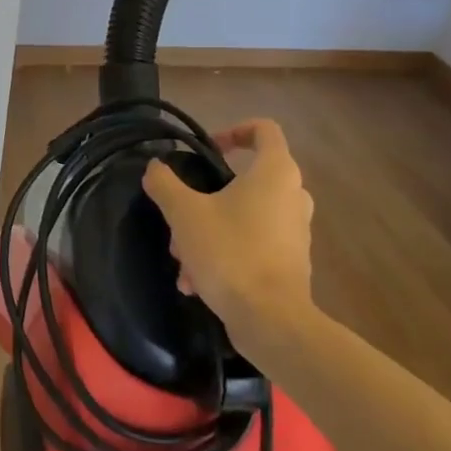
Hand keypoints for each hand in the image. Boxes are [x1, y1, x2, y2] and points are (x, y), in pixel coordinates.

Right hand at [142, 118, 315, 336]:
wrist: (271, 321)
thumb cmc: (230, 253)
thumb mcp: (184, 213)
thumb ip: (165, 183)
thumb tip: (155, 167)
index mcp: (275, 173)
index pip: (263, 129)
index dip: (233, 130)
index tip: (206, 149)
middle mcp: (293, 196)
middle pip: (246, 178)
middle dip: (207, 195)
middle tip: (181, 214)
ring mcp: (295, 232)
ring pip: (245, 216)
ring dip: (210, 230)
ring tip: (182, 259)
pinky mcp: (291, 263)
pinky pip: (253, 244)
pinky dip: (225, 254)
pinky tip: (196, 282)